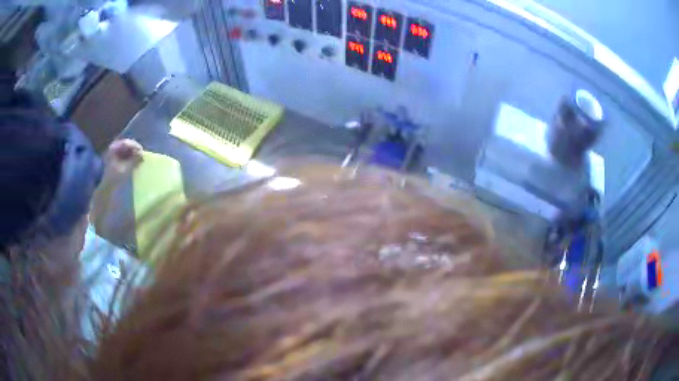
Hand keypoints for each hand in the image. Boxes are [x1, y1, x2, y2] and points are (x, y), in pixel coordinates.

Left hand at [104, 139, 143, 179]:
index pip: (126, 143)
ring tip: (139, 159)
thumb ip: (134, 160)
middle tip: (141, 155)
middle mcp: (114, 148)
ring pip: (127, 149)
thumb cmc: (115, 177)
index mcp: (114, 148)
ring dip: (133, 153)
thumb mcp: (125, 169)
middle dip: (135, 150)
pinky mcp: (117, 158)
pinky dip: (131, 157)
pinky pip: (125, 154)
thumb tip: (142, 154)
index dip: (135, 146)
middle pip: (127, 145)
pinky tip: (135, 162)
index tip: (142, 151)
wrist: (107, 187)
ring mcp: (115, 153)